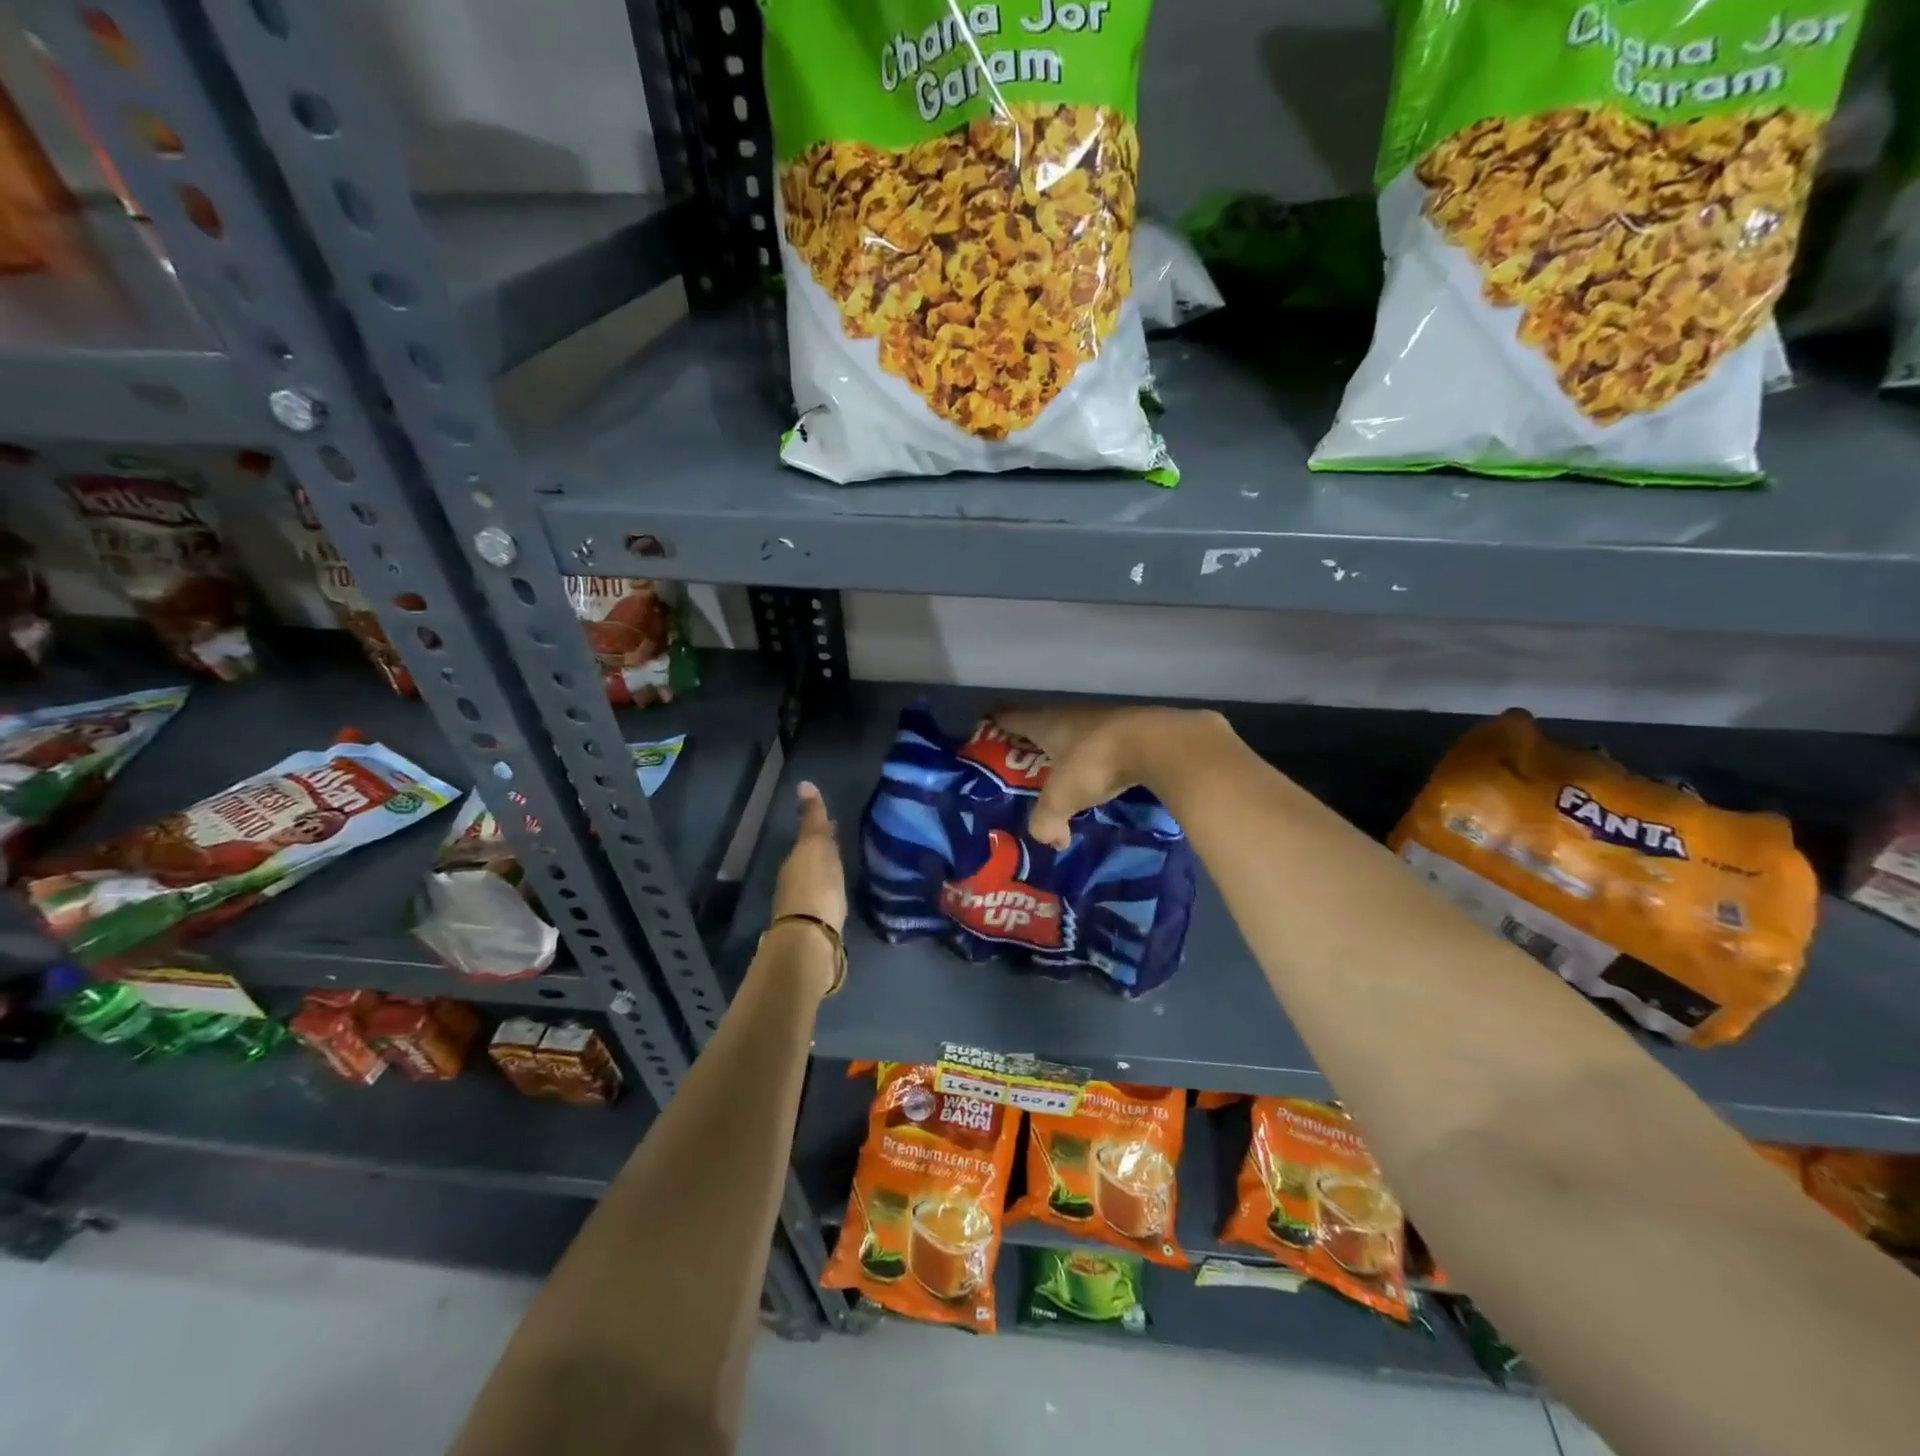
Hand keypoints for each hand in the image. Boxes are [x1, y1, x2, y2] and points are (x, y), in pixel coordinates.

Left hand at [771, 780, 846, 933]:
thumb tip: (803, 783)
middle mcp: (793, 879)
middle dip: (825, 852)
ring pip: (814, 880)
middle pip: (810, 860)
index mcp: (796, 859)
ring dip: (825, 874)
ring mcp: (800, 904)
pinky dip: (828, 894)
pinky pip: (820, 900)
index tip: (836, 823)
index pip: (810, 838)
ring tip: (843, 870)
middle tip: (842, 846)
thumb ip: (813, 818)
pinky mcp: (811, 926)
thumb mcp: (816, 845)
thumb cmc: (816, 886)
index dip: (824, 831)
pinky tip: (838, 896)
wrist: (811, 938)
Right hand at [992, 704, 1224, 848]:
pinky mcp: (1131, 731)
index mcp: (1046, 723)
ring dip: (1067, 752)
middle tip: (1020, 764)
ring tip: (1060, 776)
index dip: (996, 724)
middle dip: (1031, 743)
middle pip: (1042, 725)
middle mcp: (1071, 715)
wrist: (1158, 745)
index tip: (986, 730)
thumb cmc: (1095, 763)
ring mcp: (1104, 720)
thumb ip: (1047, 821)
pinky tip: (1099, 778)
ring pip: (1075, 735)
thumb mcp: (1061, 798)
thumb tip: (1051, 841)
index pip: (1010, 718)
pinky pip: (1103, 746)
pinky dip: (1096, 761)